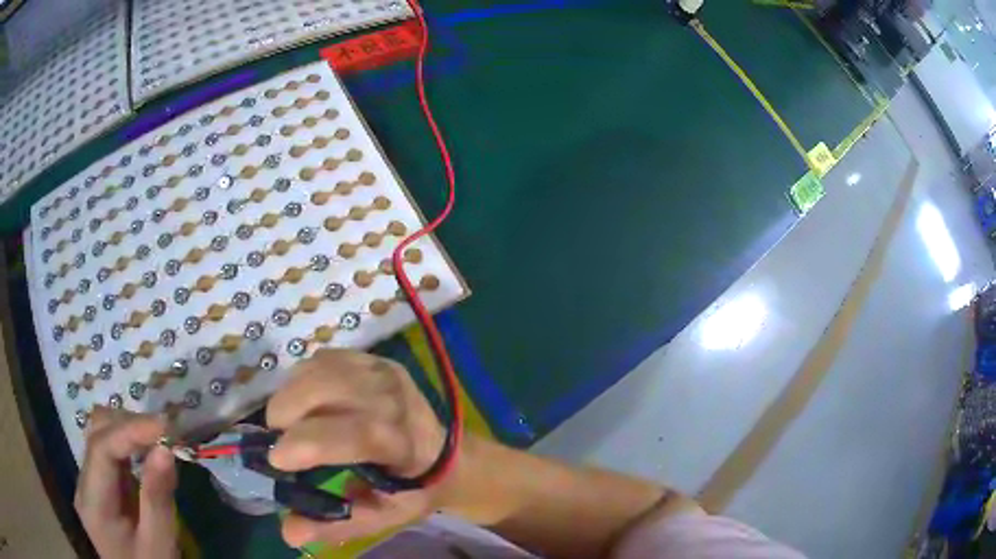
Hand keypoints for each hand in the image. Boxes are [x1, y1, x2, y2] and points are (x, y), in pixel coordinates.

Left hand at [75, 408, 177, 558]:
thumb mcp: (159, 545)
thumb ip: (157, 499)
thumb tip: (165, 449)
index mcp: (92, 502)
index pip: (101, 448)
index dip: (131, 430)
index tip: (168, 426)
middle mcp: (83, 484)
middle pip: (96, 434)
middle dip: (130, 425)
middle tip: (167, 434)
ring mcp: (88, 483)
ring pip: (99, 436)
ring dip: (127, 431)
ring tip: (159, 440)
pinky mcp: (98, 486)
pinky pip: (107, 453)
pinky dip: (127, 445)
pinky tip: (145, 453)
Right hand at [266, 349, 452, 546]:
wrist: (447, 455)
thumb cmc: (411, 491)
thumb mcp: (379, 518)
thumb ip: (334, 525)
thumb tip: (288, 533)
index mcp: (404, 444)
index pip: (359, 434)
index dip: (310, 444)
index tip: (277, 460)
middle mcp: (396, 400)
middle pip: (327, 389)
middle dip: (286, 414)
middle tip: (281, 440)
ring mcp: (384, 373)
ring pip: (318, 369)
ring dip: (290, 394)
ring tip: (290, 422)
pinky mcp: (374, 358)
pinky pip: (323, 358)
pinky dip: (302, 378)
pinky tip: (307, 401)